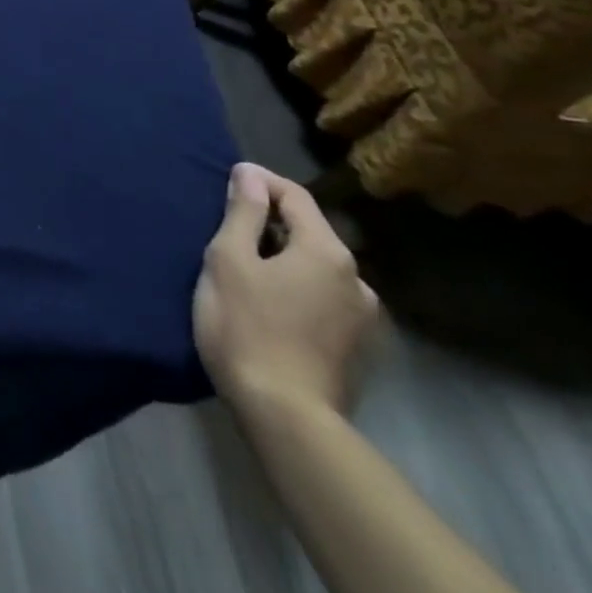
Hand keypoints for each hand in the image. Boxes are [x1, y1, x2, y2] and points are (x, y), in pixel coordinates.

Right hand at [193, 163, 378, 420]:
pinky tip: (271, 303)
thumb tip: (250, 174)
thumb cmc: (247, 327)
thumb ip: (244, 213)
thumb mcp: (230, 260)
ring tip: (247, 268)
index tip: (228, 179)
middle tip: (229, 227)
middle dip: (271, 221)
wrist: (286, 418)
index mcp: (327, 252)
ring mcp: (363, 318)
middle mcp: (357, 279)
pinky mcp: (358, 348)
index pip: (295, 196)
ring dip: (285, 256)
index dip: (260, 181)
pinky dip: (297, 286)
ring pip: (317, 267)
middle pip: (310, 231)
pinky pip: (323, 297)